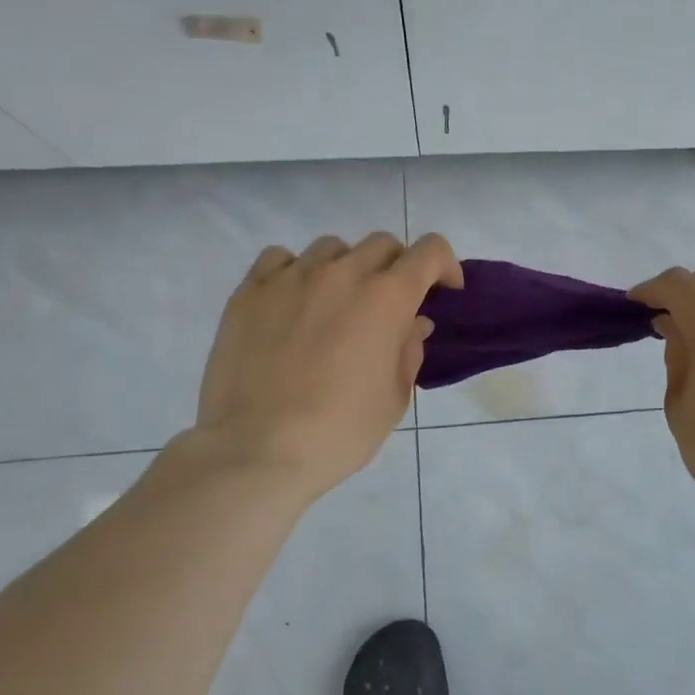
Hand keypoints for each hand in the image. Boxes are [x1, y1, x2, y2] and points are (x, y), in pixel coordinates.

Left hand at [181, 232, 460, 505]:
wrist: (256, 450)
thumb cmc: (340, 430)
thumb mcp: (394, 397)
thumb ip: (409, 350)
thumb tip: (412, 323)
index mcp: (387, 298)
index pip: (429, 251)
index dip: (444, 265)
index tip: (443, 290)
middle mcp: (342, 274)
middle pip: (382, 244)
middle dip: (397, 268)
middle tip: (390, 304)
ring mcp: (291, 277)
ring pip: (331, 248)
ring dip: (346, 268)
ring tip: (336, 304)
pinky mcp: (250, 291)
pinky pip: (279, 259)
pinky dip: (295, 272)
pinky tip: (292, 302)